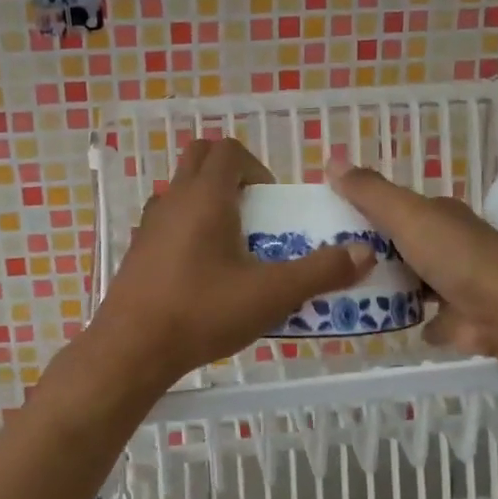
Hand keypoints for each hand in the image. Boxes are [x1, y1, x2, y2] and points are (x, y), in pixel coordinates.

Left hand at [90, 140, 373, 384]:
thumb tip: (364, 252)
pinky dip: (187, 228)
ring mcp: (149, 224)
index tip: (271, 202)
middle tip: (254, 214)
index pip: (229, 150)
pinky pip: (167, 221)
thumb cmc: (203, 311)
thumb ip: (321, 271)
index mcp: (205, 195)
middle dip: (231, 175)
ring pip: (181, 190)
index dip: (256, 167)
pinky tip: (202, 272)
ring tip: (232, 244)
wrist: (132, 349)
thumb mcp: (271, 294)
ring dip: (208, 201)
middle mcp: (174, 199)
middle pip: (201, 158)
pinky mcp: (137, 250)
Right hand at [327, 159, 497, 358]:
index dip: (366, 211)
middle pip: (403, 245)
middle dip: (373, 252)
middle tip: (329, 262)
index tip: (330, 222)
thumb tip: (331, 158)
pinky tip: (382, 322)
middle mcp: (450, 245)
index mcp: (440, 216)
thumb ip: (370, 192)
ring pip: (413, 281)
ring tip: (343, 293)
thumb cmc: (456, 255)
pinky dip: (410, 318)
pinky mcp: (458, 320)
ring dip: (388, 287)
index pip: (398, 207)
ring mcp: (456, 284)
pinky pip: (426, 318)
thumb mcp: (407, 215)